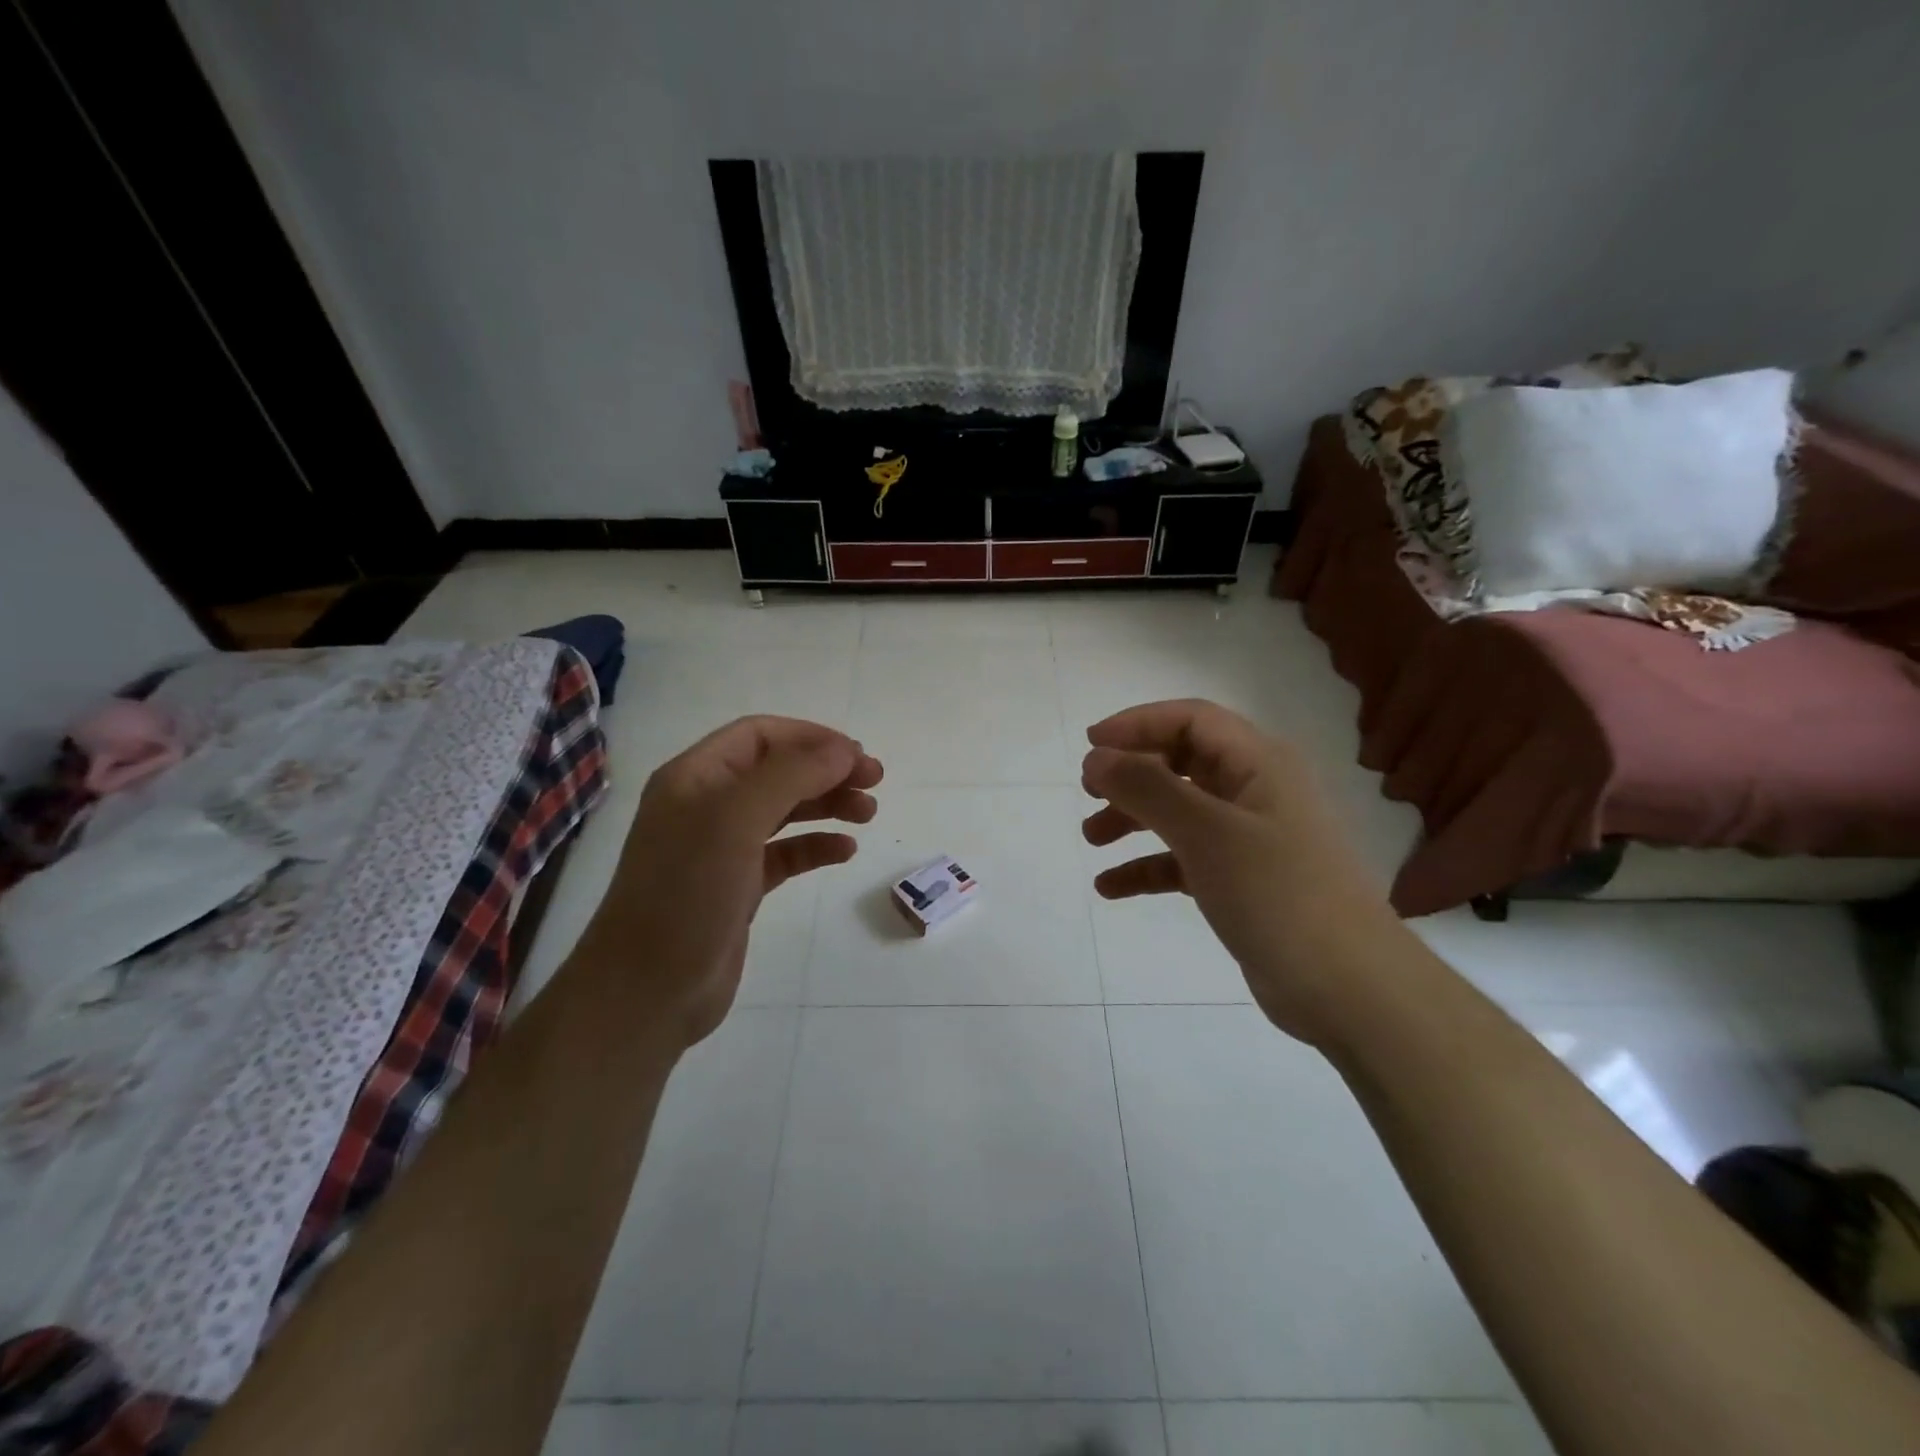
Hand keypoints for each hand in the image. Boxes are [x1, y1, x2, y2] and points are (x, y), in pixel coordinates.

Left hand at [580, 716, 881, 1047]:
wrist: (648, 990)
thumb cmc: (687, 892)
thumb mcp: (736, 820)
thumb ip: (792, 775)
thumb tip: (844, 750)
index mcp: (695, 777)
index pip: (760, 735)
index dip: (810, 737)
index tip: (857, 756)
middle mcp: (707, 805)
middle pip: (777, 770)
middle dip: (827, 770)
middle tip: (875, 782)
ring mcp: (721, 847)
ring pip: (785, 810)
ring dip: (827, 804)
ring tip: (868, 813)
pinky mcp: (738, 886)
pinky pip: (785, 854)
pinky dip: (816, 847)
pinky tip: (845, 851)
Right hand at [1080, 699, 1399, 1045]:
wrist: (1349, 989)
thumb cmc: (1278, 894)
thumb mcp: (1206, 833)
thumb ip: (1147, 788)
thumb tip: (1097, 757)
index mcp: (1260, 763)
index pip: (1191, 720)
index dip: (1138, 724)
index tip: (1090, 746)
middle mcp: (1256, 791)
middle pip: (1182, 763)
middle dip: (1132, 772)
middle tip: (1088, 791)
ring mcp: (1251, 839)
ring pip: (1180, 811)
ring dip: (1133, 819)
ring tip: (1091, 839)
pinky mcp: (1243, 881)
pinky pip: (1185, 859)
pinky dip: (1148, 866)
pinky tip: (1111, 887)